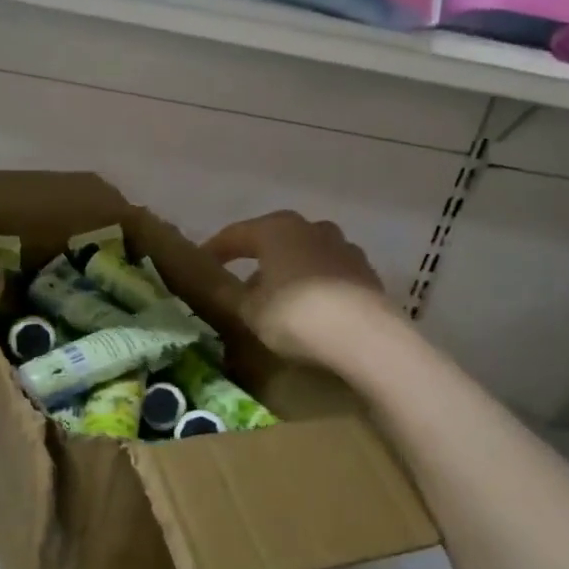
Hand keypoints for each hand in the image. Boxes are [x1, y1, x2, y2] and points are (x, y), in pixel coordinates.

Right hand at [203, 211, 393, 366]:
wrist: (367, 340)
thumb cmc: (296, 316)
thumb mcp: (248, 310)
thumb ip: (225, 294)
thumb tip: (207, 283)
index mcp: (277, 229)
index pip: (236, 234)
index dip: (215, 249)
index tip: (200, 263)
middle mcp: (312, 228)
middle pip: (274, 239)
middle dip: (255, 257)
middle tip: (238, 280)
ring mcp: (344, 248)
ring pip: (304, 254)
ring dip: (287, 270)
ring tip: (275, 296)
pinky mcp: (366, 273)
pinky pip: (328, 273)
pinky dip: (313, 284)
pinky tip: (308, 307)